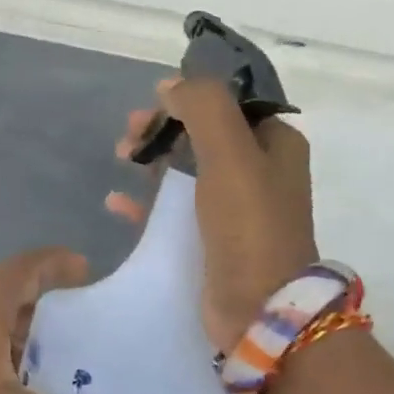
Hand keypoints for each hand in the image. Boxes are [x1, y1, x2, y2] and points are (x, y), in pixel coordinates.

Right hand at [107, 77, 316, 351]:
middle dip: (165, 128)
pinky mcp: (212, 241)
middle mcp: (259, 171)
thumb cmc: (249, 225)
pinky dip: (148, 202)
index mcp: (275, 144)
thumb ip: (204, 107)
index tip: (153, 104)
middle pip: (204, 134)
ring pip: (187, 170)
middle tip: (129, 135)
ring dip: (153, 159)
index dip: (189, 98)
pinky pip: (174, 210)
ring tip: (121, 157)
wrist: (260, 308)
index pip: (229, 104)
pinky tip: (118, 203)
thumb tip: (172, 85)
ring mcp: (236, 209)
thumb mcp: (230, 153)